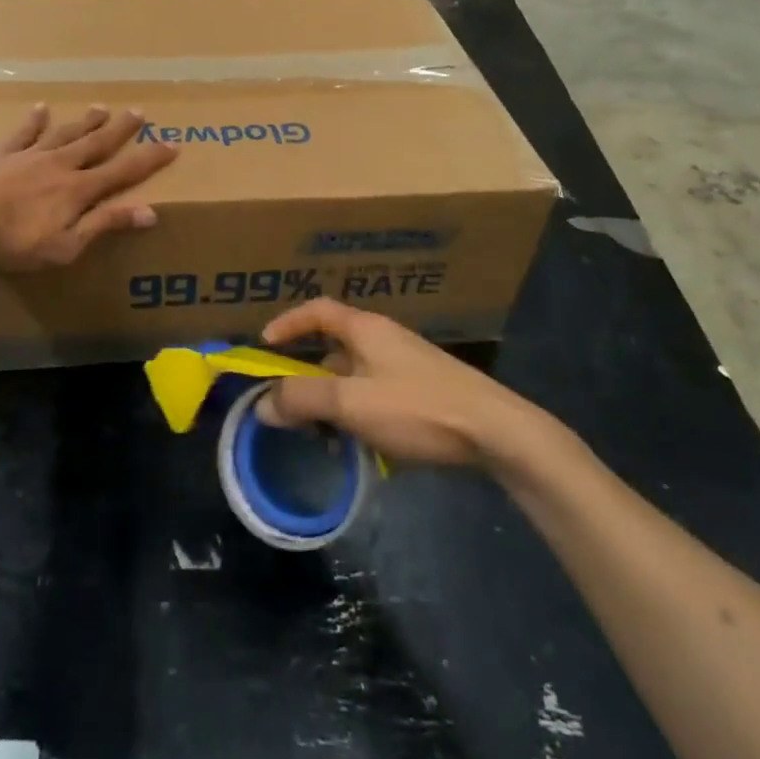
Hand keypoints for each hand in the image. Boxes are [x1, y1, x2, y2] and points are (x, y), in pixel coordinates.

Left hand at [0, 104, 176, 271]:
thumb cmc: (15, 242)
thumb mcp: (67, 245)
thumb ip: (105, 225)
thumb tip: (150, 212)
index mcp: (78, 189)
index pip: (123, 171)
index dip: (149, 159)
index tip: (172, 144)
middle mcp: (59, 165)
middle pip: (96, 143)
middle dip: (121, 129)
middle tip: (139, 111)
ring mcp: (29, 156)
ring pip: (65, 133)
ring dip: (85, 122)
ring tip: (101, 107)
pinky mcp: (2, 155)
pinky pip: (22, 133)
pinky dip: (34, 121)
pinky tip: (41, 109)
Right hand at [256, 299, 528, 466]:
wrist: (497, 431)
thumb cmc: (417, 407)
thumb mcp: (351, 403)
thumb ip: (303, 399)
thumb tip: (263, 404)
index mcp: (364, 329)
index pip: (317, 310)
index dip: (288, 324)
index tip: (264, 346)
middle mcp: (383, 339)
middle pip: (332, 348)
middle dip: (306, 377)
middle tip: (289, 408)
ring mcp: (405, 365)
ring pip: (353, 377)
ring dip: (332, 402)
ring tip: (323, 438)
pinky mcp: (423, 391)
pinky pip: (375, 395)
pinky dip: (358, 414)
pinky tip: (361, 447)